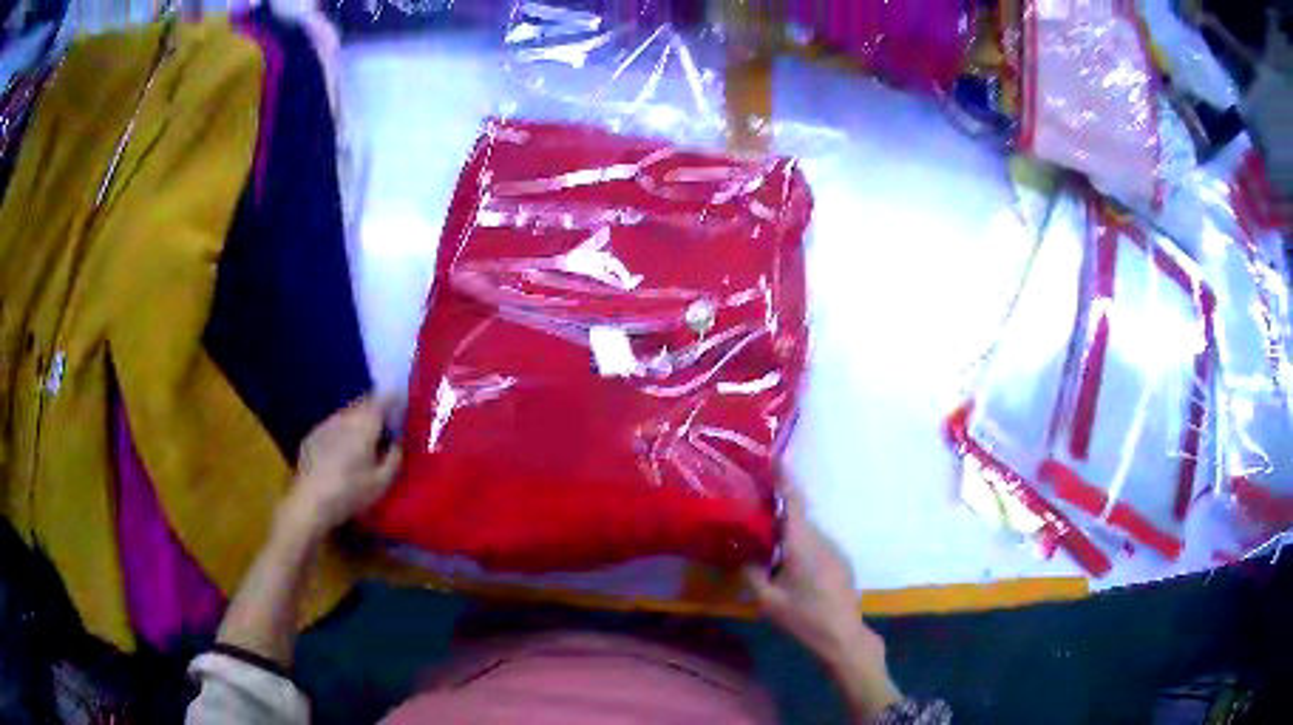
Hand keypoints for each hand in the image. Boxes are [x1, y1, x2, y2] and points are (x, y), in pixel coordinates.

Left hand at [284, 395, 401, 536]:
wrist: (310, 501)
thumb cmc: (350, 492)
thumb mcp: (381, 483)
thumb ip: (394, 458)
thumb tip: (397, 443)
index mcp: (365, 425)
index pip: (382, 399)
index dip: (393, 398)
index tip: (400, 404)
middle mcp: (345, 417)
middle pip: (363, 402)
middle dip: (375, 409)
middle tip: (385, 425)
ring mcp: (326, 424)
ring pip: (347, 413)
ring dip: (357, 420)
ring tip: (363, 439)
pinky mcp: (312, 435)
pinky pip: (332, 425)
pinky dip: (341, 431)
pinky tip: (341, 451)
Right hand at [744, 481, 899, 718]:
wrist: (843, 636)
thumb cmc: (804, 618)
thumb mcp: (768, 601)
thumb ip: (752, 573)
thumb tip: (740, 553)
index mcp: (803, 544)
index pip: (793, 502)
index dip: (784, 478)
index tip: (774, 458)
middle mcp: (822, 539)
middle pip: (798, 515)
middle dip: (778, 507)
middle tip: (754, 506)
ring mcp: (835, 550)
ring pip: (808, 531)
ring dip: (790, 530)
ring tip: (767, 536)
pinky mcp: (841, 562)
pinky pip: (817, 544)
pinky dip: (801, 544)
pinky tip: (789, 562)